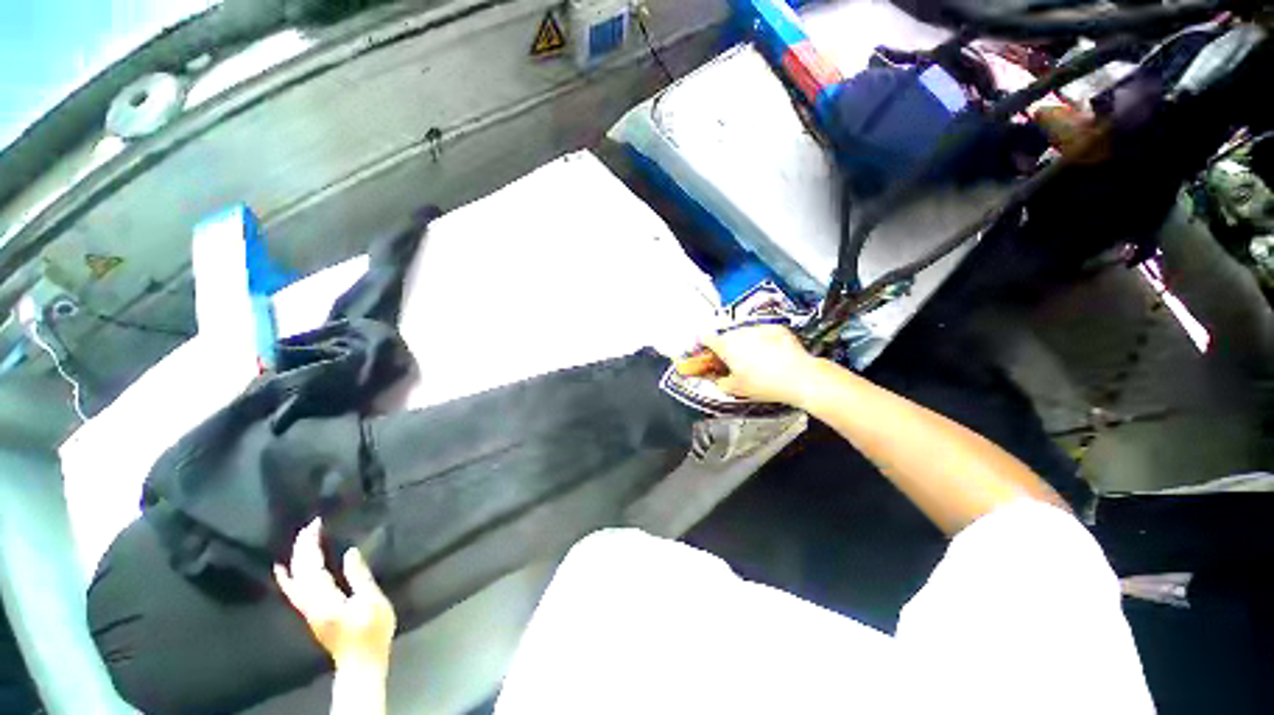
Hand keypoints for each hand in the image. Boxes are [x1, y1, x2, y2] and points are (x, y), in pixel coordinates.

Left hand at [274, 519, 396, 670]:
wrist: (361, 660)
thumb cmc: (371, 629)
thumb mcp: (372, 600)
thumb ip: (359, 576)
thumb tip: (349, 552)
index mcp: (324, 598)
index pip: (312, 565)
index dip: (311, 544)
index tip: (317, 523)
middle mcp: (310, 602)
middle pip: (299, 571)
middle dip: (302, 547)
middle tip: (310, 525)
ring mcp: (307, 609)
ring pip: (294, 580)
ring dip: (296, 558)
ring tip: (300, 540)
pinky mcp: (311, 613)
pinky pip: (293, 591)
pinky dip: (286, 578)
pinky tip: (282, 570)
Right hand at [699, 324, 819, 406]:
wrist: (799, 377)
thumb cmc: (765, 384)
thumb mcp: (737, 389)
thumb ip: (720, 382)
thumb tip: (718, 380)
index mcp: (726, 345)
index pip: (706, 338)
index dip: (704, 346)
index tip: (708, 352)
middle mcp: (740, 332)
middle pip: (727, 336)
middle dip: (728, 348)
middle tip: (735, 363)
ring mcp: (758, 327)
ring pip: (745, 334)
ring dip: (746, 343)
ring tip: (757, 361)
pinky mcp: (776, 327)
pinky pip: (763, 333)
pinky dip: (763, 341)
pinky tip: (771, 355)